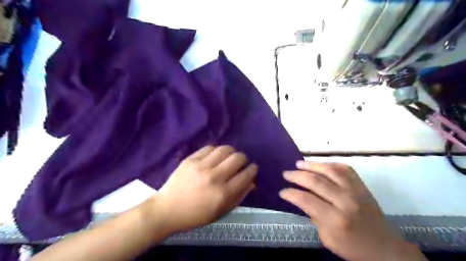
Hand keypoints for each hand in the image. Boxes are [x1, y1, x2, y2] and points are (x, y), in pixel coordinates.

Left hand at [150, 146, 256, 232]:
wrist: (168, 210)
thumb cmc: (196, 215)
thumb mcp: (221, 211)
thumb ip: (239, 196)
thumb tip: (252, 182)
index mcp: (223, 193)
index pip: (246, 175)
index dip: (253, 169)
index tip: (253, 168)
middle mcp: (215, 177)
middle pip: (238, 158)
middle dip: (244, 159)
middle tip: (241, 163)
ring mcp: (202, 166)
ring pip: (225, 149)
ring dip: (231, 152)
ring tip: (228, 157)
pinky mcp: (191, 159)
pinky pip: (209, 148)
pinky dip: (216, 150)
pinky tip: (214, 156)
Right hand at [278, 161, 424, 260]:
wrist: (385, 248)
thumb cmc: (353, 247)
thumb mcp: (328, 239)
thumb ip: (314, 217)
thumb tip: (303, 199)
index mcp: (335, 219)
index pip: (306, 200)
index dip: (291, 194)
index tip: (282, 191)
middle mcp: (345, 201)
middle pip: (316, 181)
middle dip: (297, 176)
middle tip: (286, 174)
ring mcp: (355, 191)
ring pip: (330, 170)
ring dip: (311, 165)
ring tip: (298, 163)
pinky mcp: (362, 186)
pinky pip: (345, 169)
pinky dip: (330, 164)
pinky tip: (321, 164)